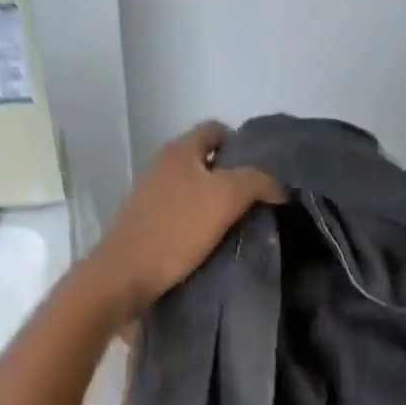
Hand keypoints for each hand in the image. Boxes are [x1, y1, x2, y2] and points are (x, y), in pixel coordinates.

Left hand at [88, 122, 281, 314]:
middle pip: (206, 161)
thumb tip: (279, 186)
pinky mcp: (148, 222)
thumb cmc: (177, 229)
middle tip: (257, 200)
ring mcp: (151, 195)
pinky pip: (182, 213)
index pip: (216, 129)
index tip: (262, 171)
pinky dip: (200, 222)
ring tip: (240, 223)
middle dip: (232, 177)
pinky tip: (214, 241)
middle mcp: (162, 166)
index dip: (241, 144)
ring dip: (217, 203)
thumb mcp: (226, 197)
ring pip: (194, 189)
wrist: (126, 274)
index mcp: (179, 150)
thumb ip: (257, 182)